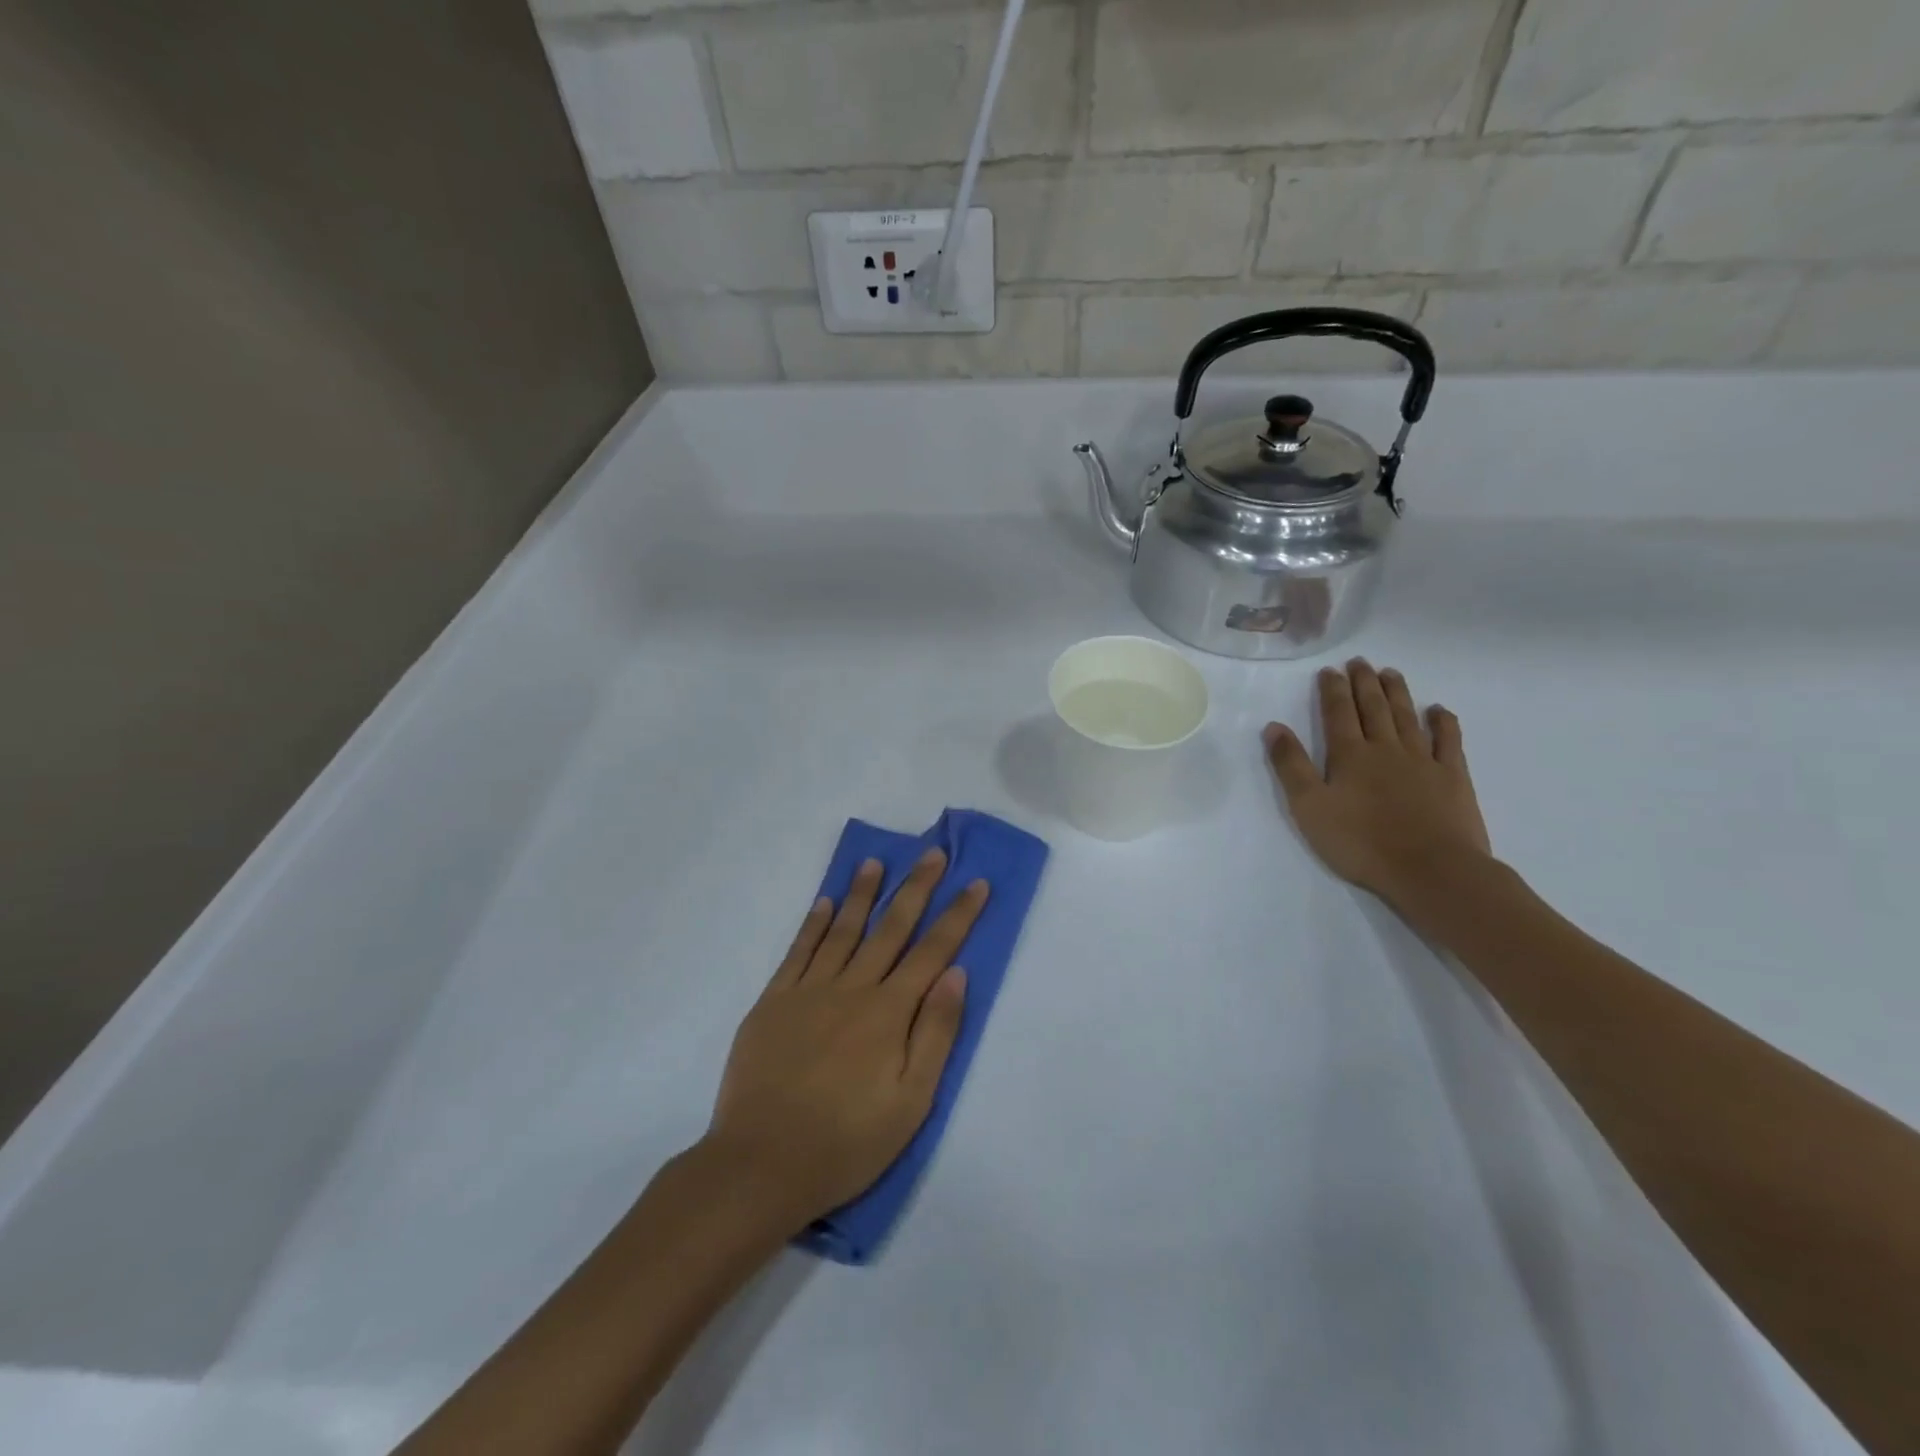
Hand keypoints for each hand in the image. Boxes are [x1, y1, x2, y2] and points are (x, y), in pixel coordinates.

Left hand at [705, 851, 984, 1231]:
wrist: (760, 1164)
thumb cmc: (846, 1142)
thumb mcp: (910, 1102)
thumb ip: (935, 1033)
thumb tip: (956, 974)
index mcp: (888, 1013)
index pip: (933, 952)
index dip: (958, 915)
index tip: (976, 883)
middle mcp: (851, 988)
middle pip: (891, 927)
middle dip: (916, 888)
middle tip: (933, 853)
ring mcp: (808, 991)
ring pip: (843, 930)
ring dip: (863, 893)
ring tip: (875, 861)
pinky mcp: (773, 1001)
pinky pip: (798, 951)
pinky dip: (814, 923)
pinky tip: (825, 903)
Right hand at [1262, 660, 1491, 905]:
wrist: (1431, 870)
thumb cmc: (1361, 842)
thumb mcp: (1309, 807)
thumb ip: (1291, 766)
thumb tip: (1274, 726)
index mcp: (1349, 755)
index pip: (1337, 713)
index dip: (1332, 690)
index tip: (1329, 670)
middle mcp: (1386, 748)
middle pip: (1374, 708)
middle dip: (1363, 683)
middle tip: (1359, 661)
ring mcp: (1423, 761)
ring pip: (1407, 717)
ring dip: (1397, 693)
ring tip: (1390, 673)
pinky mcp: (1452, 778)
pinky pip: (1448, 741)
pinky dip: (1443, 722)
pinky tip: (1438, 710)